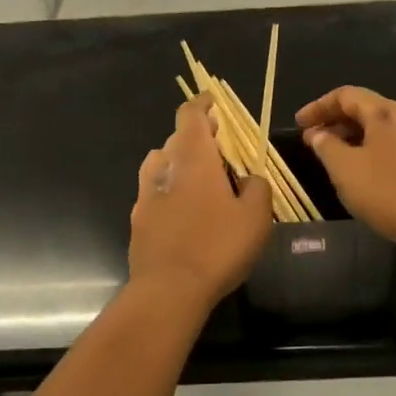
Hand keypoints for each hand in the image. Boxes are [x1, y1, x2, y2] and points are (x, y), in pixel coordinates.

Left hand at [129, 99, 273, 308]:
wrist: (168, 291)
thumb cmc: (217, 247)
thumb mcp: (256, 217)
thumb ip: (257, 188)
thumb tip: (248, 178)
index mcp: (193, 158)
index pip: (191, 114)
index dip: (203, 104)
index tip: (216, 104)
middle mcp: (164, 168)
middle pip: (177, 139)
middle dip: (199, 139)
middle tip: (223, 153)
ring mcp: (145, 194)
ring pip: (162, 165)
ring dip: (180, 165)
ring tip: (203, 182)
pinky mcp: (138, 220)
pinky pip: (155, 193)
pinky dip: (170, 192)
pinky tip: (186, 214)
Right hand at [296, 86, 395, 252]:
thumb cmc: (386, 191)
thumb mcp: (344, 168)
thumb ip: (326, 146)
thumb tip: (317, 133)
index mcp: (384, 113)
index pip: (346, 95)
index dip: (319, 106)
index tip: (299, 124)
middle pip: (366, 109)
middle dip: (336, 121)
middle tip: (313, 140)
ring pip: (381, 129)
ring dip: (353, 138)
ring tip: (334, 158)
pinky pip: (393, 147)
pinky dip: (371, 151)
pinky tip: (363, 174)